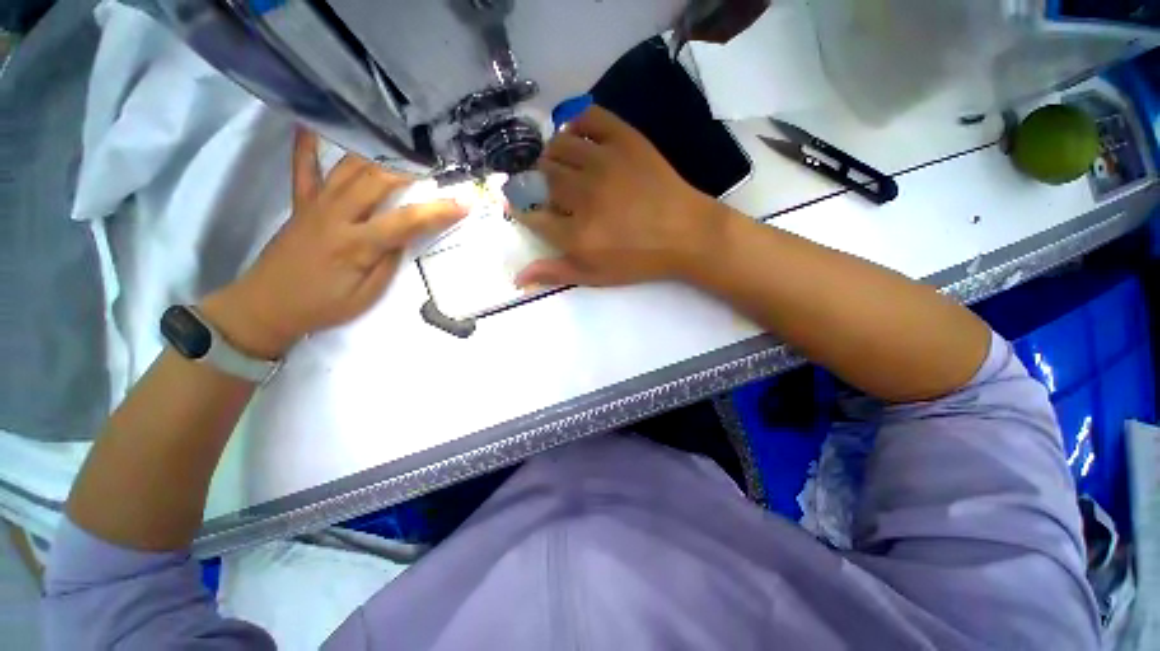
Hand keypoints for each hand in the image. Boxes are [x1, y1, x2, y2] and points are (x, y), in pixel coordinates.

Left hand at [201, 130, 466, 358]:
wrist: (267, 306)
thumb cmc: (323, 306)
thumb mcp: (367, 294)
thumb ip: (388, 262)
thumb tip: (404, 236)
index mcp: (357, 244)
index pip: (407, 222)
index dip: (439, 212)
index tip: (464, 203)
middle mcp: (336, 215)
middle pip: (377, 181)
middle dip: (410, 169)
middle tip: (435, 161)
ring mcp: (315, 204)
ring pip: (348, 167)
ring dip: (376, 152)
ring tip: (400, 141)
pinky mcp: (301, 203)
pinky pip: (303, 167)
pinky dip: (307, 144)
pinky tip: (314, 122)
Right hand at [515, 106, 728, 288]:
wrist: (686, 233)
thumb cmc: (639, 260)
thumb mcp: (596, 276)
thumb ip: (556, 273)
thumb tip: (517, 278)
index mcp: (576, 233)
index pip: (532, 216)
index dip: (524, 212)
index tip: (527, 210)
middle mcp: (583, 194)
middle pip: (541, 178)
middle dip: (537, 184)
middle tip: (549, 191)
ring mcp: (604, 162)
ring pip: (558, 146)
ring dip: (551, 156)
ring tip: (561, 167)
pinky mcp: (625, 140)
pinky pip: (589, 118)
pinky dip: (576, 124)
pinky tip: (577, 139)